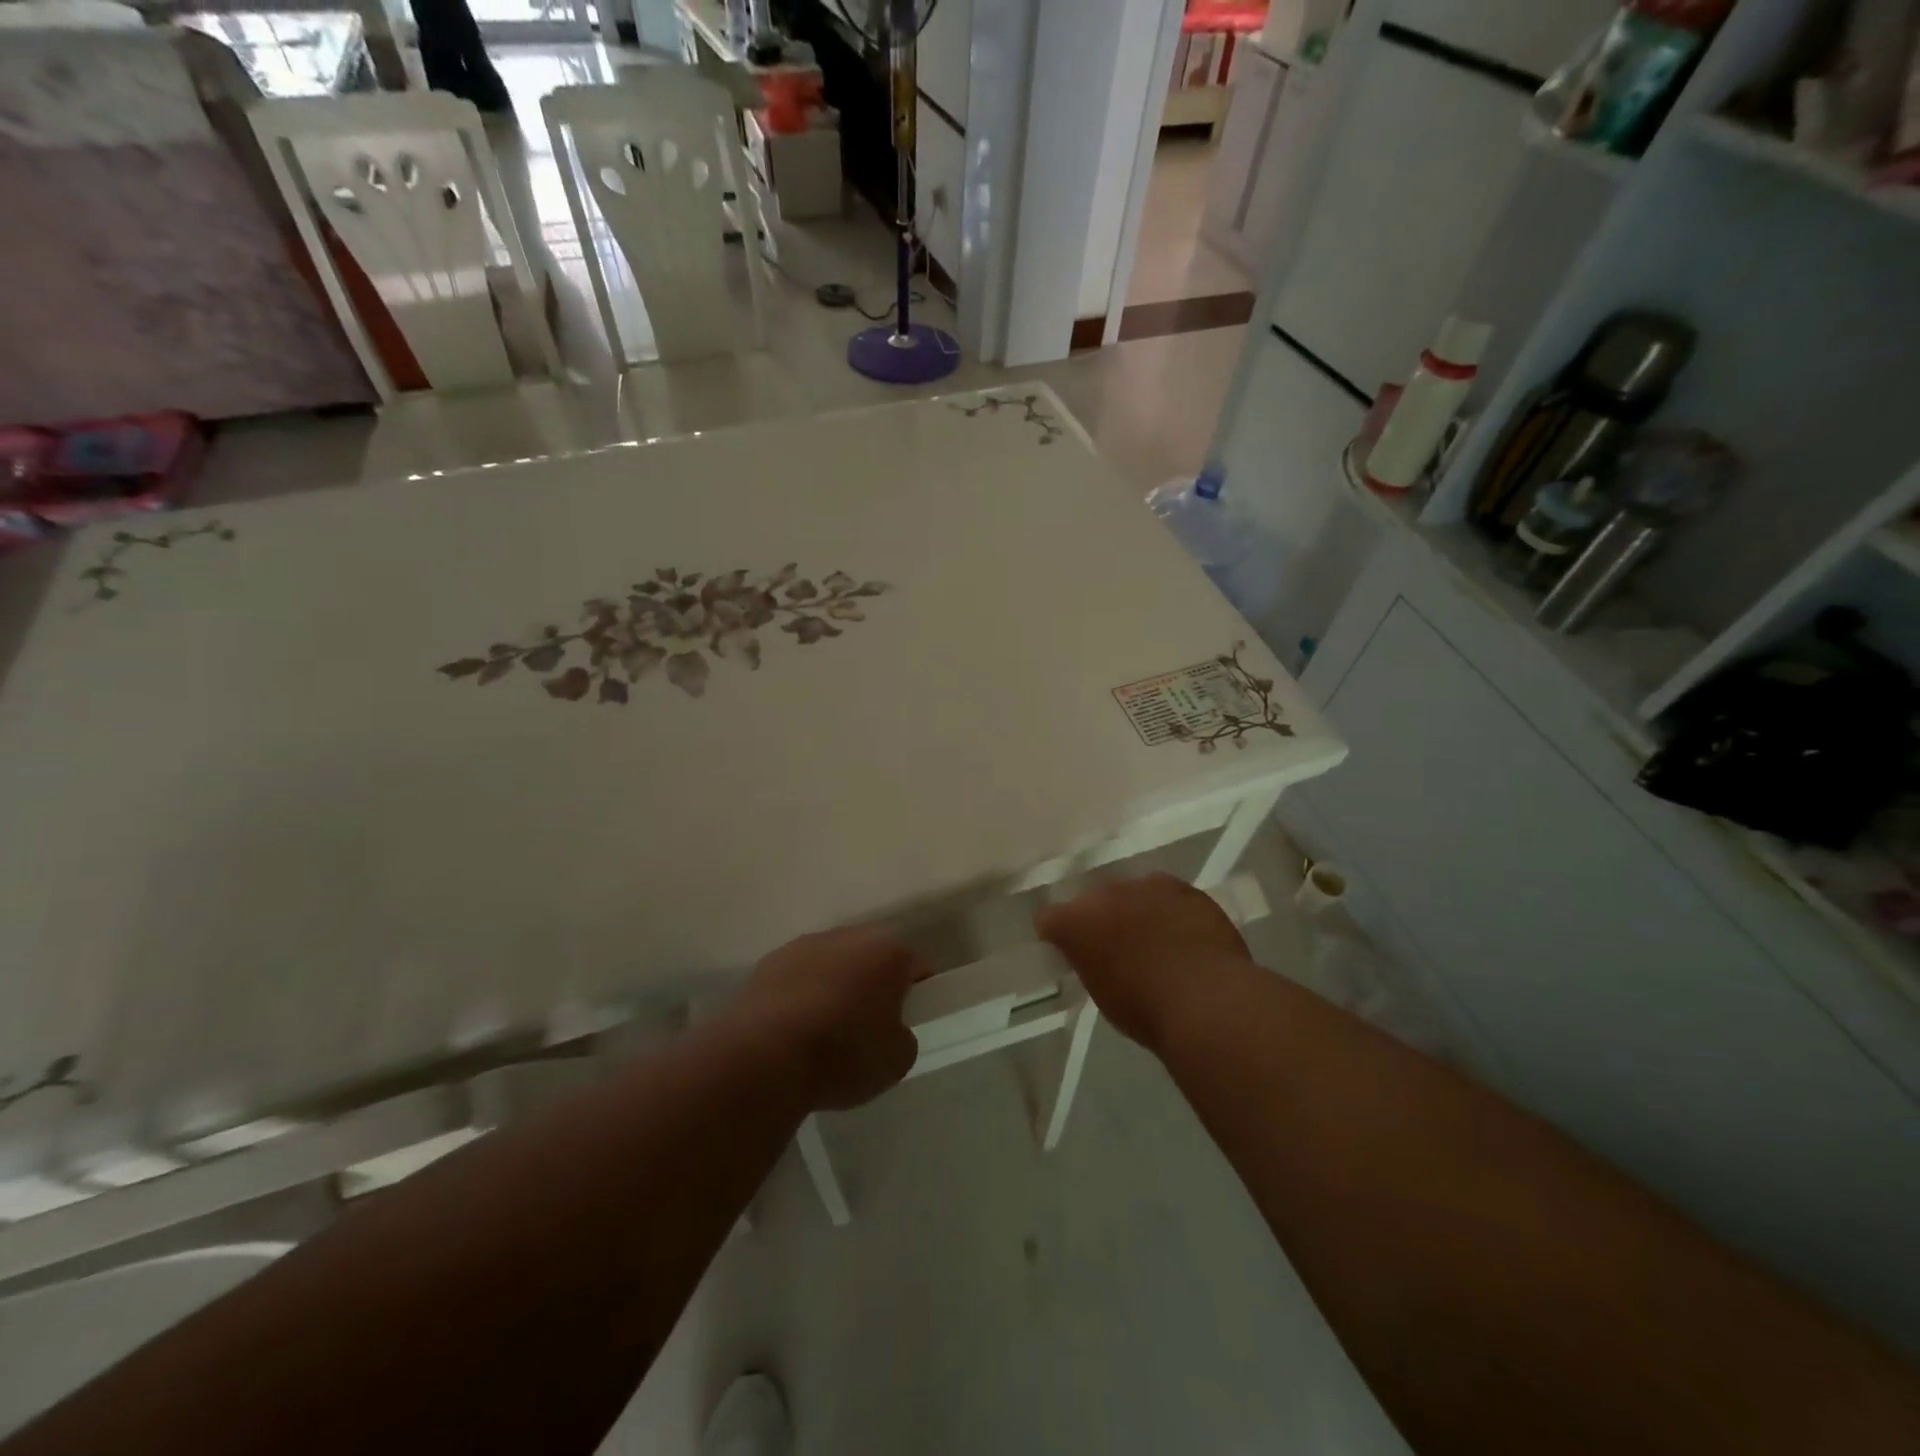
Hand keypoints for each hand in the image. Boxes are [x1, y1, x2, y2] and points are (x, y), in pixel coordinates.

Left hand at [729, 925, 926, 1110]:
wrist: (763, 1057)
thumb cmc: (843, 1053)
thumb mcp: (896, 1061)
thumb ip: (903, 1038)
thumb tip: (889, 1030)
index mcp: (888, 952)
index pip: (916, 965)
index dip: (919, 992)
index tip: (911, 1019)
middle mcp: (848, 936)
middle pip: (871, 957)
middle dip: (873, 983)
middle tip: (870, 1025)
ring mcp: (803, 945)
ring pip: (832, 963)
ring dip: (834, 986)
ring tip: (825, 1031)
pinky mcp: (767, 963)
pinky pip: (797, 977)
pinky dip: (800, 996)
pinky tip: (792, 1031)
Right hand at [1035, 872, 1256, 1052]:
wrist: (1207, 1001)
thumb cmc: (1145, 1010)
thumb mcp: (1102, 993)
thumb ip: (1090, 962)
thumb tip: (1096, 955)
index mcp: (1076, 921)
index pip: (1049, 918)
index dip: (1057, 934)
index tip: (1070, 951)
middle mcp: (1105, 893)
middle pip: (1094, 900)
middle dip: (1101, 918)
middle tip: (1117, 947)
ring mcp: (1147, 886)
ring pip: (1133, 893)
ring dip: (1136, 910)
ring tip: (1155, 939)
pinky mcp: (1184, 888)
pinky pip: (1168, 896)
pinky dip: (1170, 911)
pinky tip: (1184, 935)